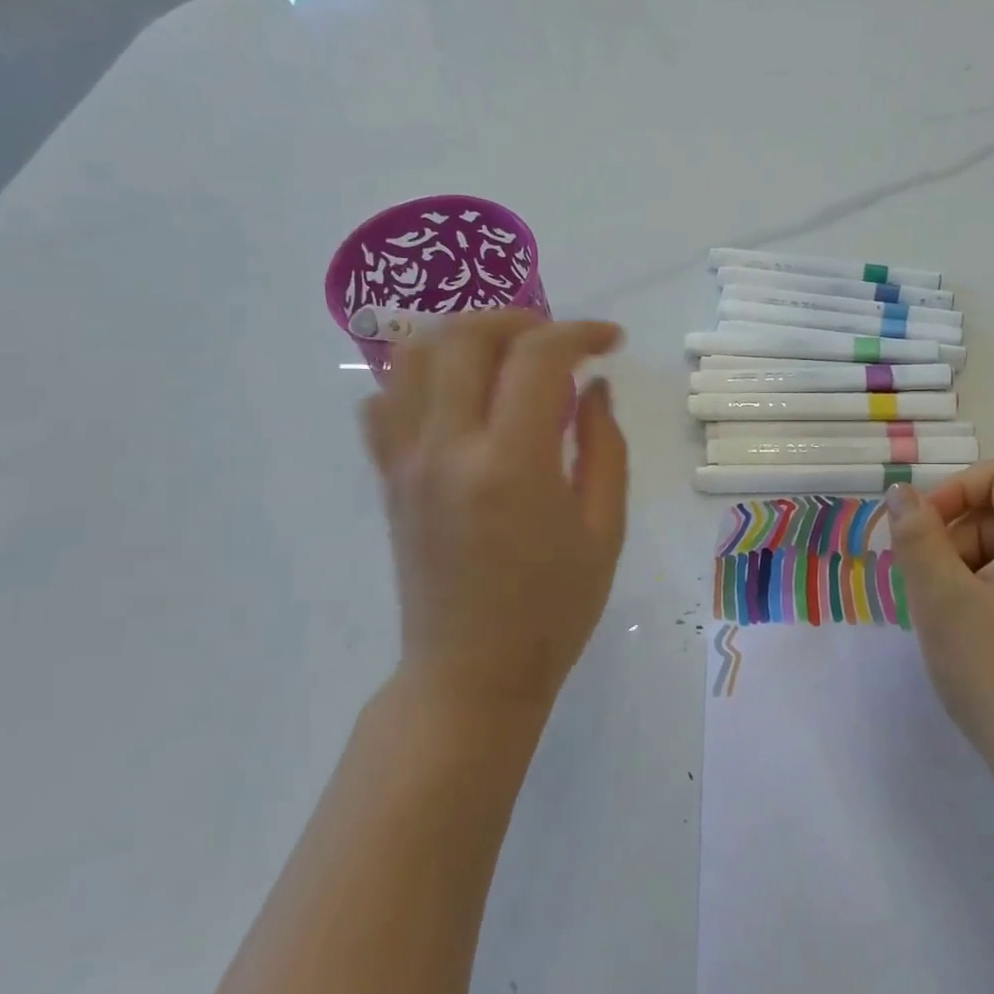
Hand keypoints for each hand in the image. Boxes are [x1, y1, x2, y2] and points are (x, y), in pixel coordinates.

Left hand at [360, 311, 628, 724]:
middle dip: (520, 320)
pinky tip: (458, 398)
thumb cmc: (554, 610)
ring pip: (413, 356)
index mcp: (512, 465)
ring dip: (465, 336)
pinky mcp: (388, 479)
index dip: (580, 333)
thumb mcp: (603, 530)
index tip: (610, 342)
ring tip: (507, 355)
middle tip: (559, 341)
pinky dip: (419, 378)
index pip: (538, 357)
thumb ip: (603, 447)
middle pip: (466, 336)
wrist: (472, 674)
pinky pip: (384, 403)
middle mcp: (449, 448)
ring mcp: (407, 462)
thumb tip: (594, 387)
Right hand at [886, 461, 993, 798]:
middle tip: (926, 591)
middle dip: (953, 540)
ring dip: (963, 571)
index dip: (952, 492)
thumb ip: (917, 536)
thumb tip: (901, 492)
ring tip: (946, 621)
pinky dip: (983, 595)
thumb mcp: (942, 600)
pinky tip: (969, 637)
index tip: (918, 535)